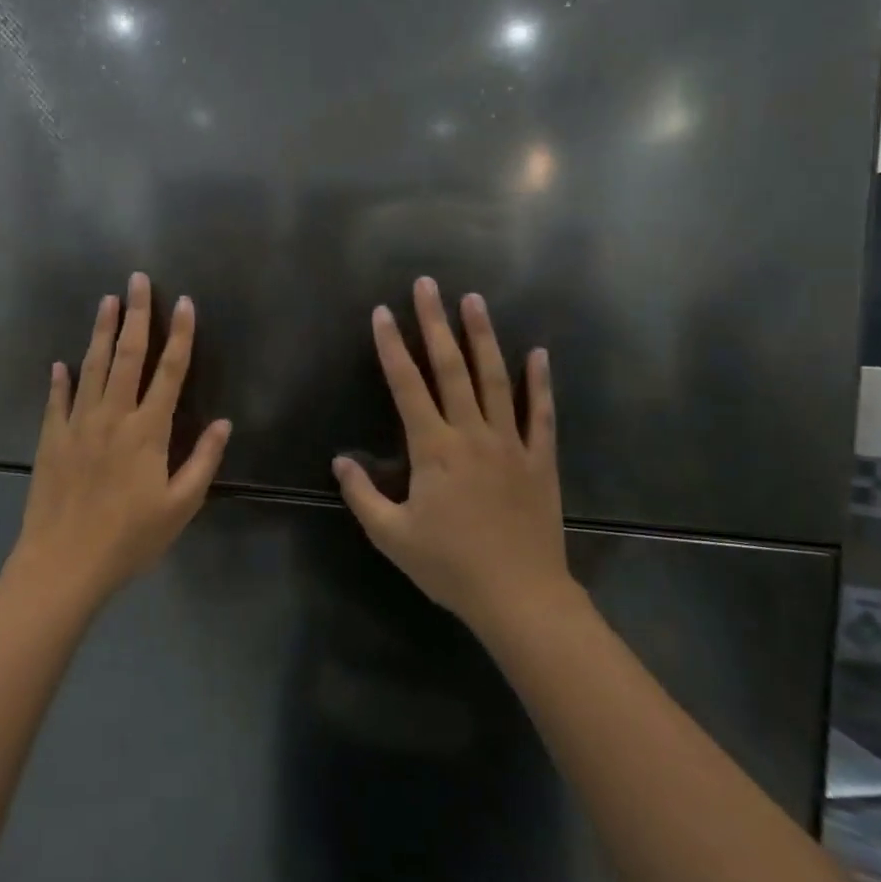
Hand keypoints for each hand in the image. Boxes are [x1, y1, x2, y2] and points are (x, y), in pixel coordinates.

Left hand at [10, 272, 231, 607]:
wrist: (64, 563)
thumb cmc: (130, 538)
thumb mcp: (180, 506)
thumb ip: (203, 461)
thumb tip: (224, 423)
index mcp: (149, 430)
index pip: (170, 371)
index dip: (180, 335)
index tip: (185, 303)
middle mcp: (113, 416)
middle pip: (128, 355)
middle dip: (136, 314)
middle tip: (138, 280)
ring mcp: (78, 424)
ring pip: (92, 367)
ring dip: (101, 331)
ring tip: (107, 301)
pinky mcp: (52, 438)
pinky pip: (57, 400)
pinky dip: (60, 379)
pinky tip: (61, 362)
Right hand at [333, 277, 576, 637]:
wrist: (520, 596)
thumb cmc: (449, 566)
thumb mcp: (392, 536)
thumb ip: (362, 495)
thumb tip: (340, 461)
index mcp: (434, 449)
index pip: (407, 386)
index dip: (391, 347)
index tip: (381, 312)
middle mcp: (471, 434)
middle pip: (451, 368)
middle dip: (435, 323)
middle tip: (428, 285)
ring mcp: (510, 443)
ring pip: (495, 379)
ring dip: (483, 337)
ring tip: (474, 300)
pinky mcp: (540, 459)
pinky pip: (540, 413)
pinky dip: (539, 382)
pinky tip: (539, 353)